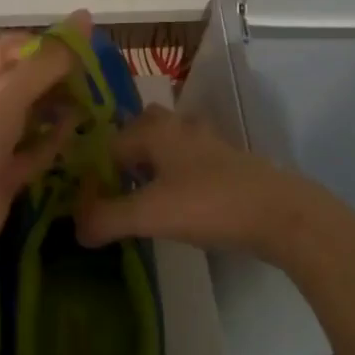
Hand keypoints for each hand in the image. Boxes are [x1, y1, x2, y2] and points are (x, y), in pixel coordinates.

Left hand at [0, 12, 90, 268]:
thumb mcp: (6, 90)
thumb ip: (49, 59)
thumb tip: (85, 17)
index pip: (12, 46)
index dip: (47, 44)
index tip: (87, 47)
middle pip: (23, 80)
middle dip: (57, 76)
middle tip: (97, 78)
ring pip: (30, 114)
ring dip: (59, 107)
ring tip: (96, 101)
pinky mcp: (1, 173)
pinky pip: (33, 149)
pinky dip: (54, 140)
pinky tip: (81, 131)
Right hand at [73, 104, 319, 262]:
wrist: (279, 213)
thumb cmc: (208, 204)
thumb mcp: (149, 214)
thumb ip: (106, 219)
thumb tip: (75, 228)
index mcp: (154, 130)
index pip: (110, 142)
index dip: (96, 171)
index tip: (90, 201)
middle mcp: (178, 126)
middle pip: (141, 128)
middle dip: (125, 153)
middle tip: (115, 188)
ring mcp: (207, 141)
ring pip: (168, 142)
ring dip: (152, 162)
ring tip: (143, 196)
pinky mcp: (228, 161)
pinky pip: (189, 159)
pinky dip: (177, 173)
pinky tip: (179, 202)